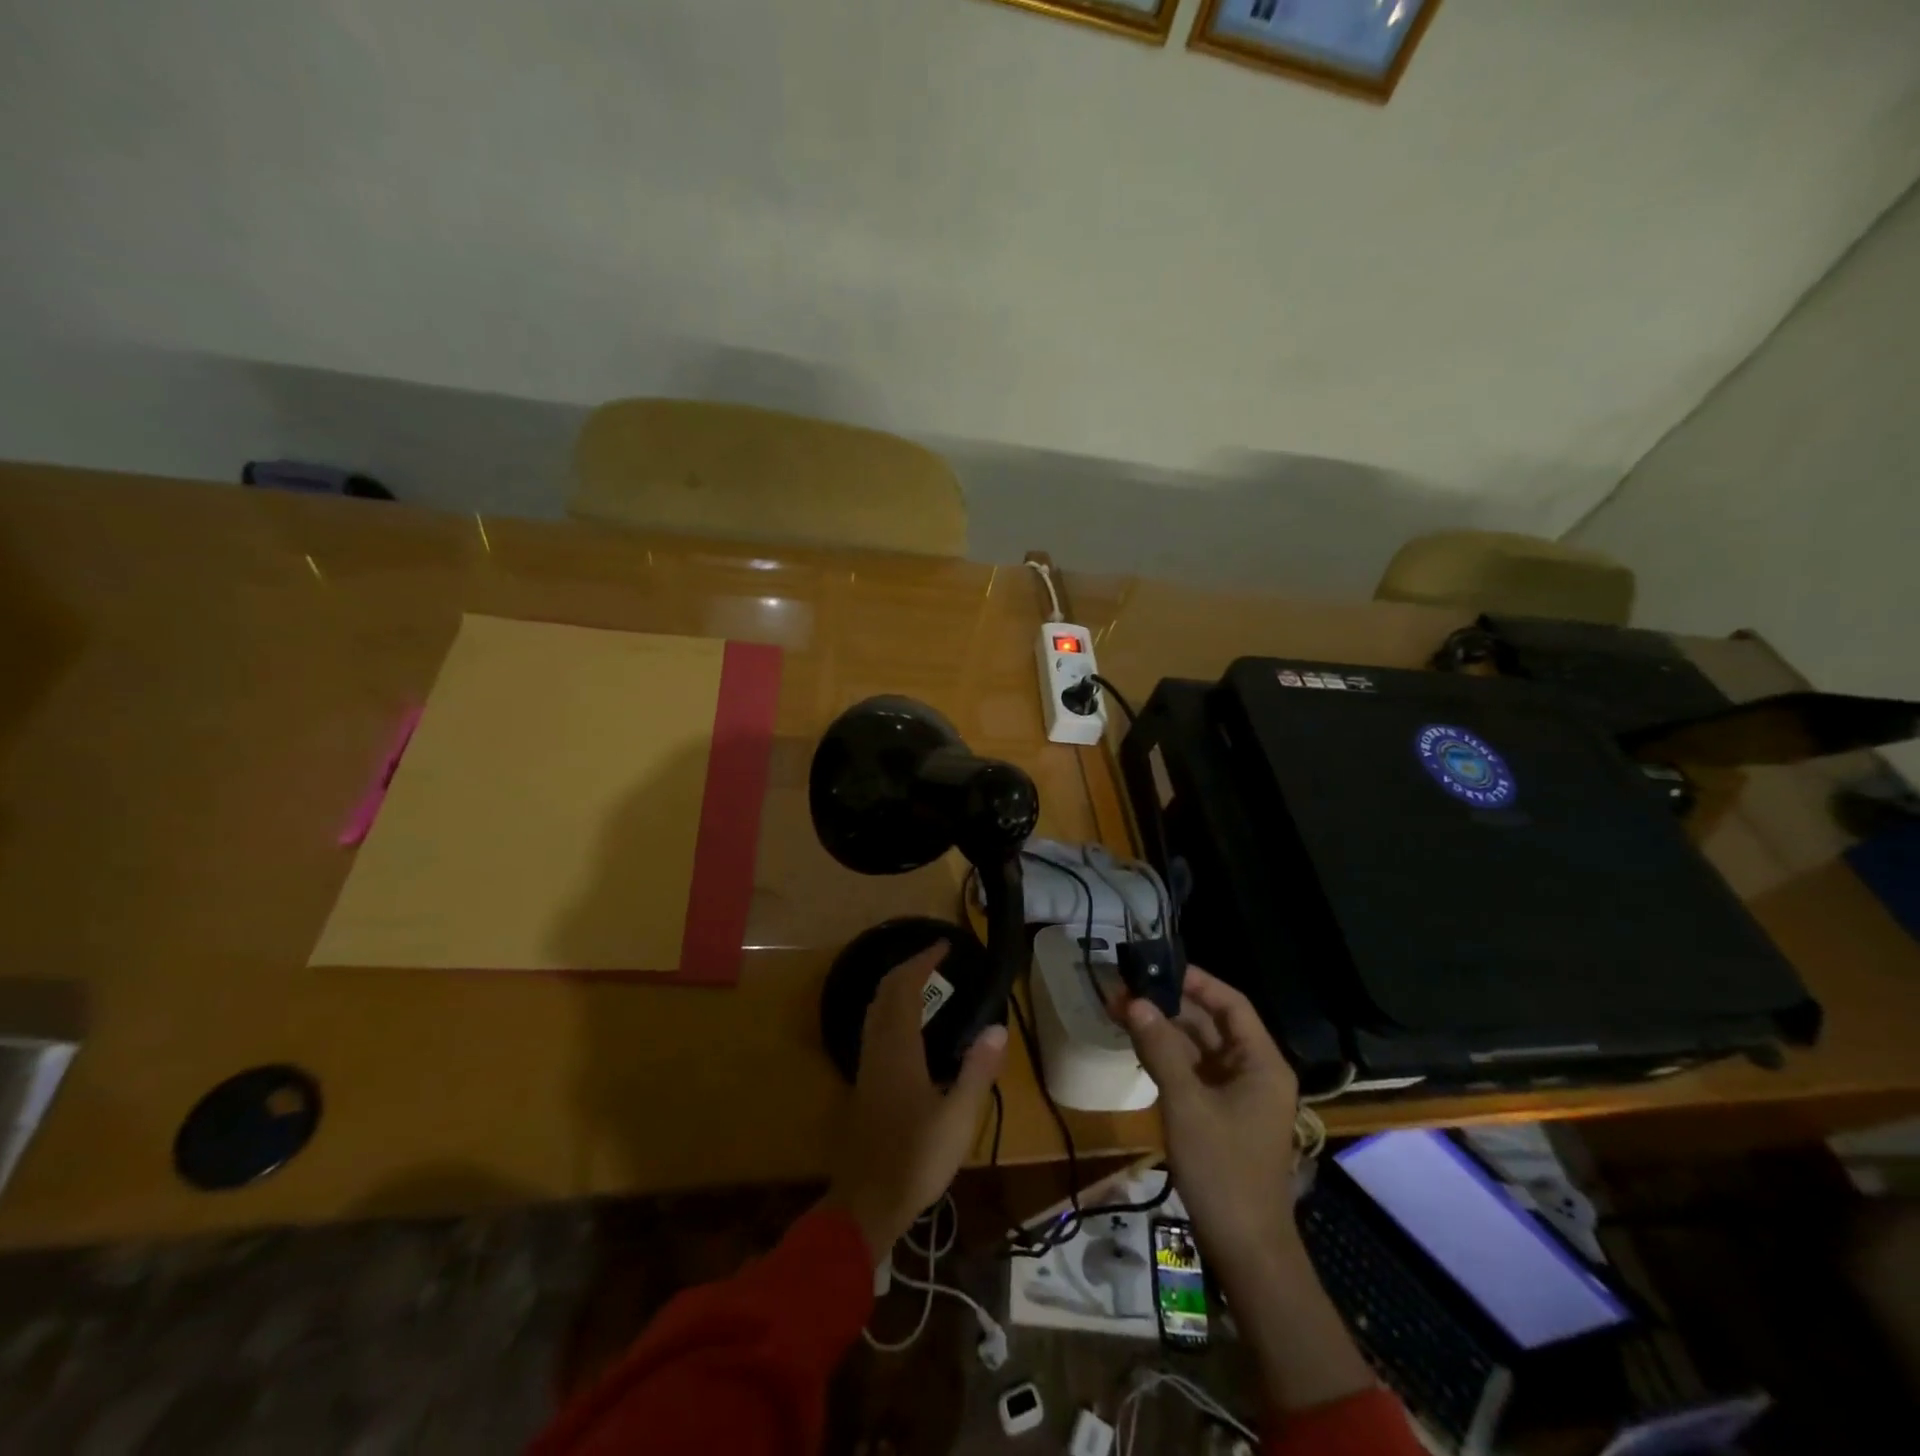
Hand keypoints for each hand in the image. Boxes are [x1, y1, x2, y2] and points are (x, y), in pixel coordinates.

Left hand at [826, 943, 1007, 1258]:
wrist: (867, 1201)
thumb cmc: (915, 1159)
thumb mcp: (958, 1118)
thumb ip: (977, 1070)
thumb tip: (997, 1026)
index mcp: (898, 1049)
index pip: (904, 988)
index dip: (922, 961)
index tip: (943, 945)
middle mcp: (877, 1048)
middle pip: (885, 992)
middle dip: (908, 967)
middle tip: (936, 958)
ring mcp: (867, 1065)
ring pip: (875, 1009)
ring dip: (896, 986)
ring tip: (925, 982)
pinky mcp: (865, 1082)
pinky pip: (874, 1026)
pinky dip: (891, 1008)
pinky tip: (909, 1026)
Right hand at [1123, 965, 1300, 1283]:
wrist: (1245, 1248)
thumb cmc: (1222, 1169)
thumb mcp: (1187, 1103)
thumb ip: (1160, 1048)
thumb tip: (1132, 1001)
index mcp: (1260, 1062)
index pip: (1230, 1004)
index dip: (1195, 981)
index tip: (1155, 965)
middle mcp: (1253, 1070)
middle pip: (1211, 1023)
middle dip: (1168, 1005)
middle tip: (1124, 989)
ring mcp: (1237, 1094)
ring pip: (1197, 1047)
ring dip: (1162, 1029)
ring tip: (1120, 1010)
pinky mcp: (1220, 1113)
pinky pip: (1193, 1071)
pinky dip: (1166, 1056)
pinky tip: (1136, 1045)